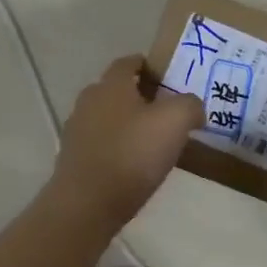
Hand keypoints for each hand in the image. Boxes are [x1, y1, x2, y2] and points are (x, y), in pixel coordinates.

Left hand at [51, 54, 202, 225]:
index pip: (128, 62)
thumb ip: (189, 105)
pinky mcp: (73, 159)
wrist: (87, 204)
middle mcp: (89, 101)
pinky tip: (133, 165)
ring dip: (127, 123)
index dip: (148, 65)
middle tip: (166, 110)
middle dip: (139, 96)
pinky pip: (100, 144)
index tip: (167, 76)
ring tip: (152, 140)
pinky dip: (116, 147)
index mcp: (111, 85)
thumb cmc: (132, 153)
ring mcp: (76, 131)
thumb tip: (194, 108)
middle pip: (116, 90)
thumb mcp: (175, 121)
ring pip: (106, 118)